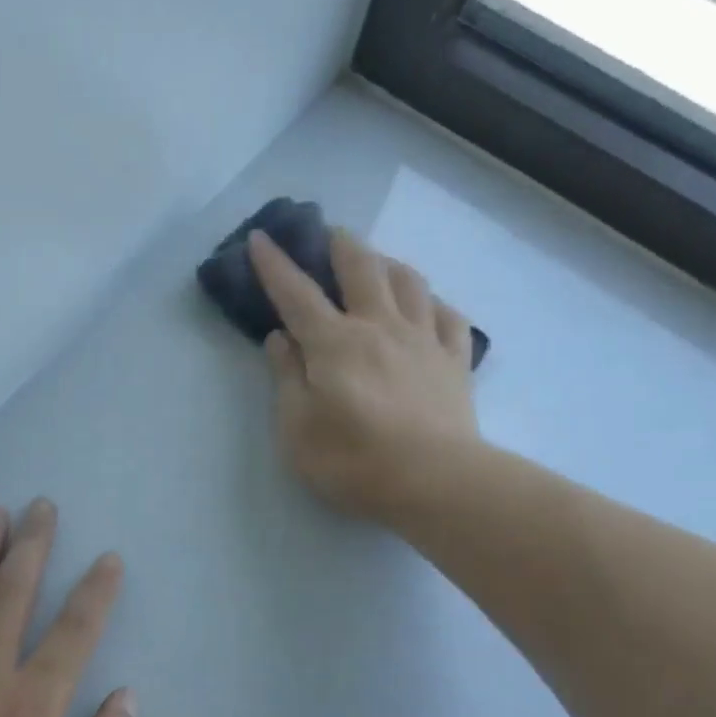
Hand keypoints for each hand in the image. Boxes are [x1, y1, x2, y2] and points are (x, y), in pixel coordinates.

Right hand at [249, 228, 481, 526]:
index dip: (275, 265)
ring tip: (378, 264)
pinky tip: (427, 308)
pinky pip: (448, 317)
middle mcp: (379, 327)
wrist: (434, 482)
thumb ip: (287, 379)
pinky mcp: (455, 361)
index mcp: (334, 344)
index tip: (261, 237)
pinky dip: (433, 304)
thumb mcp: (297, 429)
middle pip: (361, 268)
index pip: (297, 294)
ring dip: (388, 263)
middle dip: (340, 245)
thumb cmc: (353, 461)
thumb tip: (280, 339)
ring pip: (409, 282)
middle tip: (329, 234)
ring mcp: (423, 340)